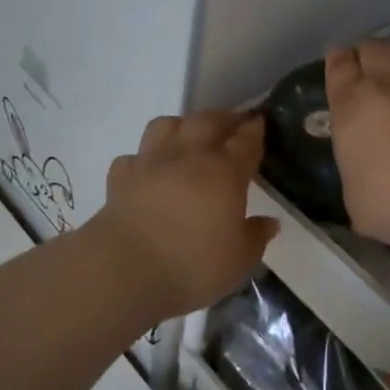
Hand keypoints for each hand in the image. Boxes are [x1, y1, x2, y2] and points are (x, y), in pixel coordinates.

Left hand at [86, 112, 278, 320]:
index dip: (256, 129)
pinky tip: (149, 171)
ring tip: (189, 139)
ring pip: (167, 125)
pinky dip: (143, 159)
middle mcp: (188, 156)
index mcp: (224, 171)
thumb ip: (256, 236)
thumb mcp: (239, 260)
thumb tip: (269, 222)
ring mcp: (150, 163)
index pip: (246, 139)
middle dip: (224, 119)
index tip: (261, 124)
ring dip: (182, 126)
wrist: (124, 271)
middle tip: (232, 126)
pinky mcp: (120, 178)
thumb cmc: (192, 265)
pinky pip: (134, 157)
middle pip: (207, 121)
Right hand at [325, 40, 389, 254]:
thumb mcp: (352, 193)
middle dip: (363, 53)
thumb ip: (353, 166)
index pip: (339, 66)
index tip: (336, 64)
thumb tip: (362, 166)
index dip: (336, 61)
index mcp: (351, 105)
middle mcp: (384, 86)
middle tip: (361, 66)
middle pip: (372, 48)